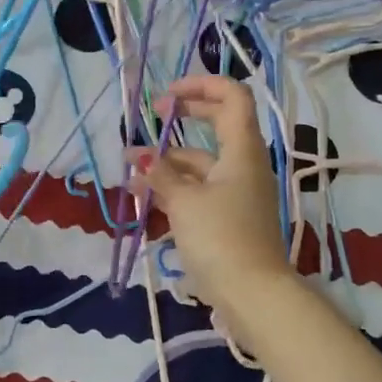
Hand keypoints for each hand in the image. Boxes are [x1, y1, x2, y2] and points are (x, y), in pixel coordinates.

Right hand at [133, 75, 293, 315]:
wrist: (253, 295)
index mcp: (242, 150)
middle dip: (183, 117)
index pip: (233, 97)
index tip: (167, 96)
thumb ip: (160, 175)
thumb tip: (140, 157)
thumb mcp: (184, 201)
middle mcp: (243, 165)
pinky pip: (199, 191)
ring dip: (167, 162)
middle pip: (217, 125)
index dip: (201, 85)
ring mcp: (237, 192)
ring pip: (201, 163)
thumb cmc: (221, 238)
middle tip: (152, 116)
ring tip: (128, 171)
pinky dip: (173, 189)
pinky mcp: (228, 217)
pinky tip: (143, 198)